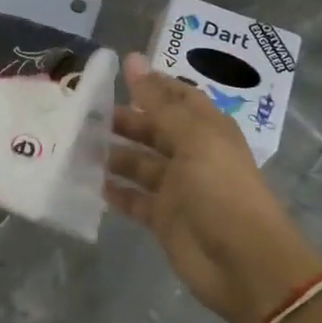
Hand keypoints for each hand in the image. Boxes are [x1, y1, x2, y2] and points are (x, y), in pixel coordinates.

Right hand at [107, 53, 321, 322]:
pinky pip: (134, 199)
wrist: (244, 263)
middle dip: (124, 120)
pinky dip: (115, 191)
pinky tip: (89, 182)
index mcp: (207, 130)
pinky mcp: (163, 219)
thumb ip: (158, 102)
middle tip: (84, 112)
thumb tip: (132, 59)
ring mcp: (177, 188)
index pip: (178, 97)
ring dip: (113, 154)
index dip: (152, 84)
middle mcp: (192, 154)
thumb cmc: (221, 190)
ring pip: (140, 164)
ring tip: (77, 144)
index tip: (117, 72)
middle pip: (154, 130)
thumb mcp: (192, 138)